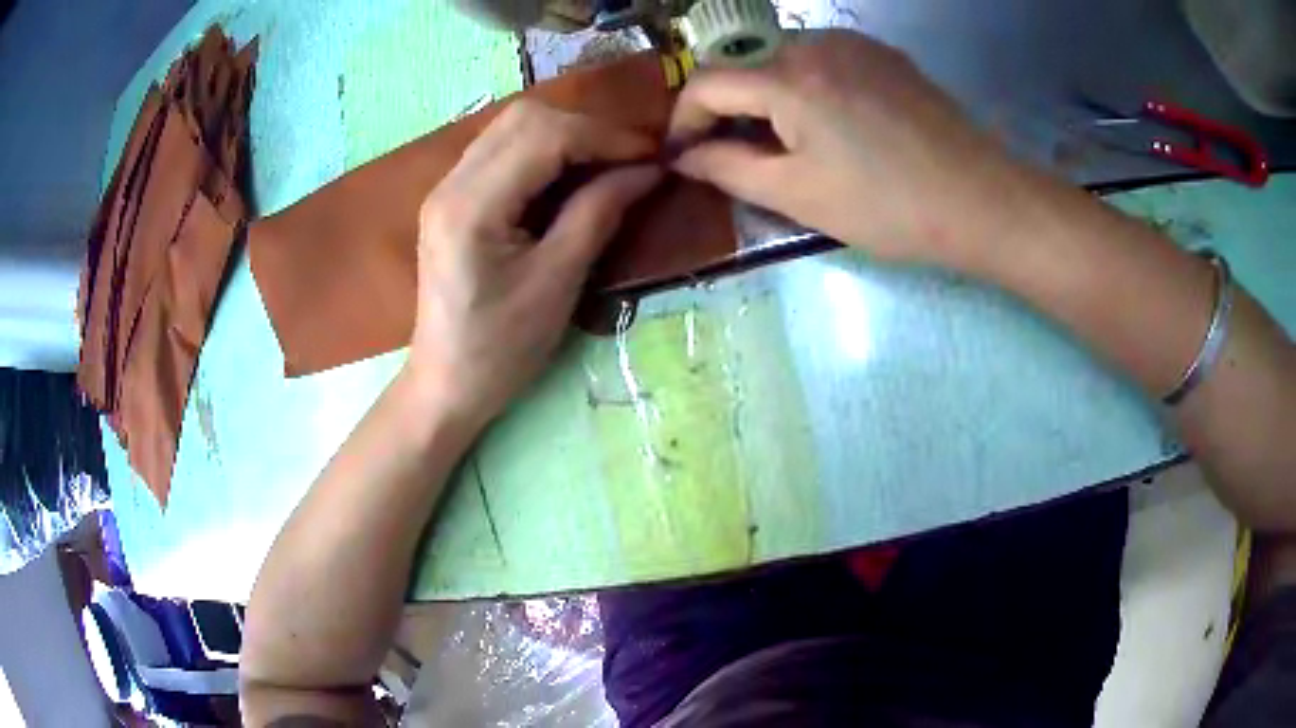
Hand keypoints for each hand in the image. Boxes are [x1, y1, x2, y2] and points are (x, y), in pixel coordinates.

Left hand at [408, 100, 661, 425]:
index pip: (544, 136)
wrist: (446, 384)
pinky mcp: (452, 199)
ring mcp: (446, 188)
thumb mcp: (558, 283)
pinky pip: (502, 151)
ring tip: (608, 165)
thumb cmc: (502, 348)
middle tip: (630, 160)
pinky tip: (571, 176)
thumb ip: (599, 213)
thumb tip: (647, 170)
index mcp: (471, 206)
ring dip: (566, 136)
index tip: (653, 156)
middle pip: (524, 118)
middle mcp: (450, 183)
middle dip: (586, 129)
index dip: (605, 137)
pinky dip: (544, 152)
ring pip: (512, 128)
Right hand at [669, 29, 1029, 266]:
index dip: (683, 119)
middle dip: (726, 107)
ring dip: (766, 94)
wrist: (982, 199)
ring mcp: (854, 43)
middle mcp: (815, 43)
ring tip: (783, 140)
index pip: (706, 82)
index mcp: (787, 78)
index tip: (682, 154)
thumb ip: (728, 169)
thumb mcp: (798, 195)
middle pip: (744, 65)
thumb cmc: (888, 206)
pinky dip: (806, 85)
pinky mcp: (883, 54)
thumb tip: (685, 157)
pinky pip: (824, 59)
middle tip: (734, 153)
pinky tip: (828, 121)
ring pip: (783, 59)